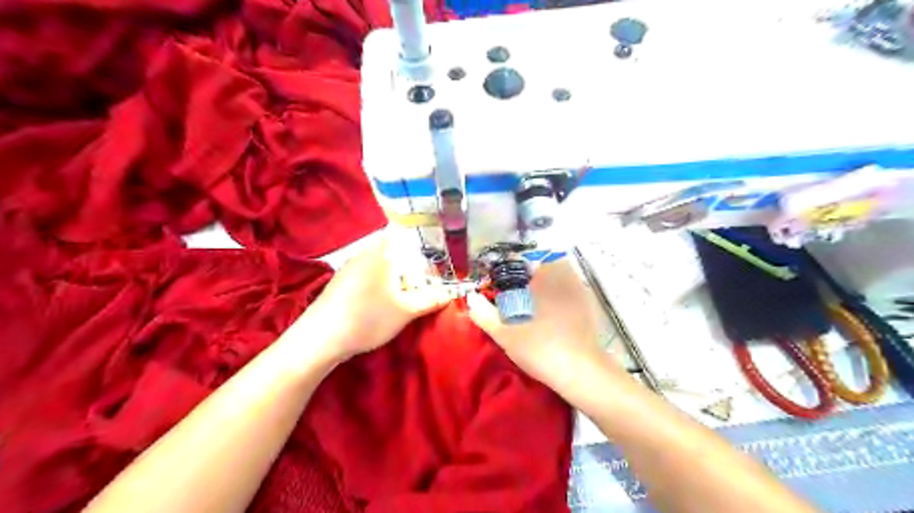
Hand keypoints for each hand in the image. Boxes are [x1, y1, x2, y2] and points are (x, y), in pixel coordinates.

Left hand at [305, 233, 453, 360]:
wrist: (320, 339)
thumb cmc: (367, 318)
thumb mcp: (405, 312)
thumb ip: (430, 300)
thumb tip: (450, 293)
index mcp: (379, 252)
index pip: (404, 231)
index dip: (423, 236)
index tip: (440, 246)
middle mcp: (363, 253)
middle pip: (394, 248)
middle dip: (414, 257)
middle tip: (434, 268)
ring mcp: (350, 267)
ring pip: (381, 262)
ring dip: (398, 270)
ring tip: (417, 282)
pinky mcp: (342, 282)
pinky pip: (370, 272)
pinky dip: (384, 279)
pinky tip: (390, 294)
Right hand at [470, 260, 612, 391]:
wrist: (581, 372)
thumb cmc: (541, 347)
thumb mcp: (505, 333)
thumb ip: (485, 314)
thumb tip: (471, 299)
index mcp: (546, 277)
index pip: (530, 256)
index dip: (516, 263)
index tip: (506, 278)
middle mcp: (567, 277)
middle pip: (548, 262)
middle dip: (533, 272)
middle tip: (518, 290)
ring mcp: (582, 292)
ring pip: (563, 276)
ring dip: (549, 282)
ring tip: (534, 302)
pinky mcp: (591, 307)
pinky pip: (573, 291)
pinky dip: (562, 295)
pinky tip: (553, 315)